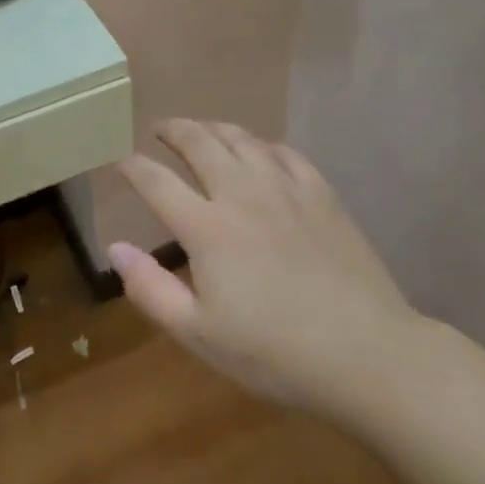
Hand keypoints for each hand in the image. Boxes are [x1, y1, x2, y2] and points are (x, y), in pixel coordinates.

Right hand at [110, 119, 423, 426]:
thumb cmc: (276, 353)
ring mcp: (284, 188)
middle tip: (160, 130)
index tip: (121, 162)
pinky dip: (261, 144)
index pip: (156, 181)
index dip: (133, 167)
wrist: (369, 355)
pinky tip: (259, 152)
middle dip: (173, 130)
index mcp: (206, 227)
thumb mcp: (200, 335)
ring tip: (201, 130)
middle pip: (198, 142)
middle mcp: (240, 193)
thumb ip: (151, 289)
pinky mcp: (321, 194)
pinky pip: (284, 152)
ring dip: (213, 128)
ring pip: (240, 138)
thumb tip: (115, 248)